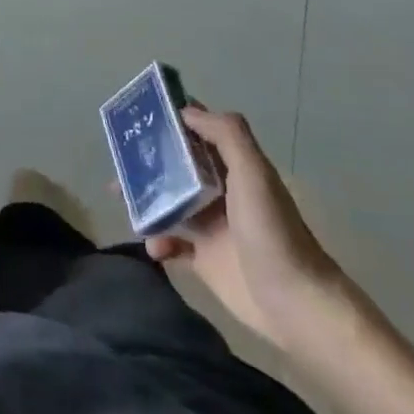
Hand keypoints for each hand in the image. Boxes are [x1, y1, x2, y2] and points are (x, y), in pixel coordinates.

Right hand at [146, 109, 346, 350]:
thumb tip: (186, 110)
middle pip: (177, 168)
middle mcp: (221, 192)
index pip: (200, 133)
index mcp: (234, 168)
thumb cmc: (271, 231)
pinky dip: (157, 242)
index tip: (140, 115)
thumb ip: (226, 135)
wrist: (293, 303)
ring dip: (144, 200)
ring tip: (122, 200)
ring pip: (167, 203)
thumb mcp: (253, 173)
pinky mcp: (203, 259)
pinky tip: (155, 247)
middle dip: (148, 162)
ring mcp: (211, 226)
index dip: (173, 121)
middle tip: (120, 160)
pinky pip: (170, 243)